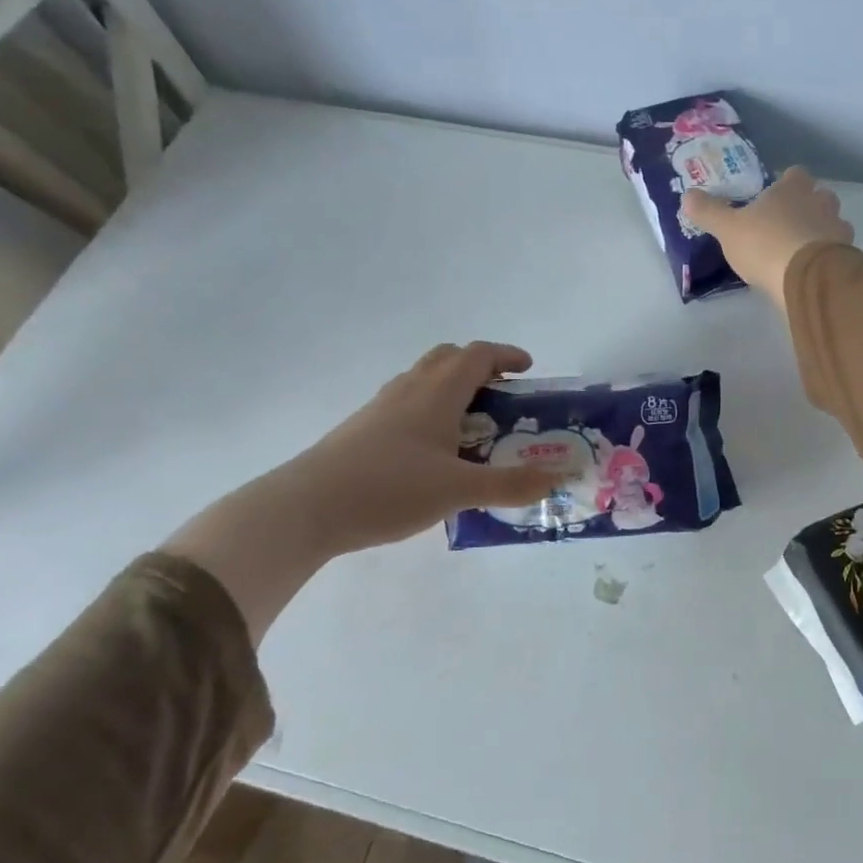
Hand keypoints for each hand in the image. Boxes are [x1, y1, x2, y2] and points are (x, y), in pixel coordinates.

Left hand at [289, 341, 569, 553]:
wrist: (306, 508)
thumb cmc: (389, 488)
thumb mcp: (459, 490)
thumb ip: (510, 485)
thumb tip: (556, 480)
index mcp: (437, 393)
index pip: (477, 355)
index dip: (506, 355)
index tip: (528, 369)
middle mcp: (409, 390)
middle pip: (447, 358)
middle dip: (479, 366)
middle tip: (502, 393)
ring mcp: (381, 408)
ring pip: (423, 379)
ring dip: (452, 387)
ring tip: (472, 423)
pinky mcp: (362, 430)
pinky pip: (406, 404)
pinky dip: (430, 410)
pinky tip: (434, 450)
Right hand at [681, 166, 852, 309]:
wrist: (806, 278)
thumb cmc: (764, 244)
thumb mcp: (727, 229)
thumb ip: (709, 212)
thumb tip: (687, 195)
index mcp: (792, 189)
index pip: (795, 174)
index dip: (787, 182)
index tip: (775, 195)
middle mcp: (819, 202)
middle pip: (820, 195)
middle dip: (809, 205)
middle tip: (789, 223)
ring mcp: (837, 228)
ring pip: (833, 221)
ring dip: (822, 230)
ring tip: (804, 248)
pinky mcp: (847, 255)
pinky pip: (840, 250)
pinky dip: (830, 255)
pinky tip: (815, 268)